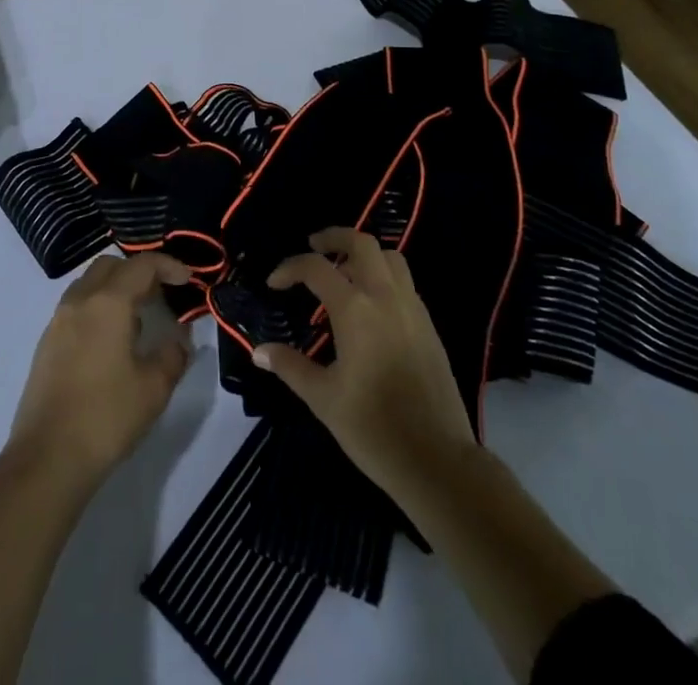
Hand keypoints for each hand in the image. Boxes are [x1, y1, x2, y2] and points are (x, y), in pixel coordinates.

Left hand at [8, 252, 193, 486]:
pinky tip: (112, 342)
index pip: (141, 265)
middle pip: (111, 266)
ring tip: (138, 319)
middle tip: (161, 294)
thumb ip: (173, 355)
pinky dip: (98, 307)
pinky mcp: (46, 344)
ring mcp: (58, 321)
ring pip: (90, 284)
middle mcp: (79, 301)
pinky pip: (76, 307)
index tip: (188, 279)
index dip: (168, 265)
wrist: (47, 459)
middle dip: (138, 271)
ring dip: (115, 288)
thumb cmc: (106, 417)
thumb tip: (178, 339)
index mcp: (107, 303)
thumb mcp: (154, 388)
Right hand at [252, 227, 476, 498]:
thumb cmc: (373, 428)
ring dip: (363, 253)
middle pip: (361, 242)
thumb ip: (290, 366)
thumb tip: (260, 350)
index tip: (274, 284)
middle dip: (334, 237)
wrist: (437, 460)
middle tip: (313, 246)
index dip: (290, 268)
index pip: (316, 268)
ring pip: (389, 257)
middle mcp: (385, 296)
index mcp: (356, 309)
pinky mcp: (429, 325)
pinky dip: (383, 275)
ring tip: (343, 270)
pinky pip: (404, 282)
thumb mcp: (323, 398)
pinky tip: (370, 303)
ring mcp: (412, 308)